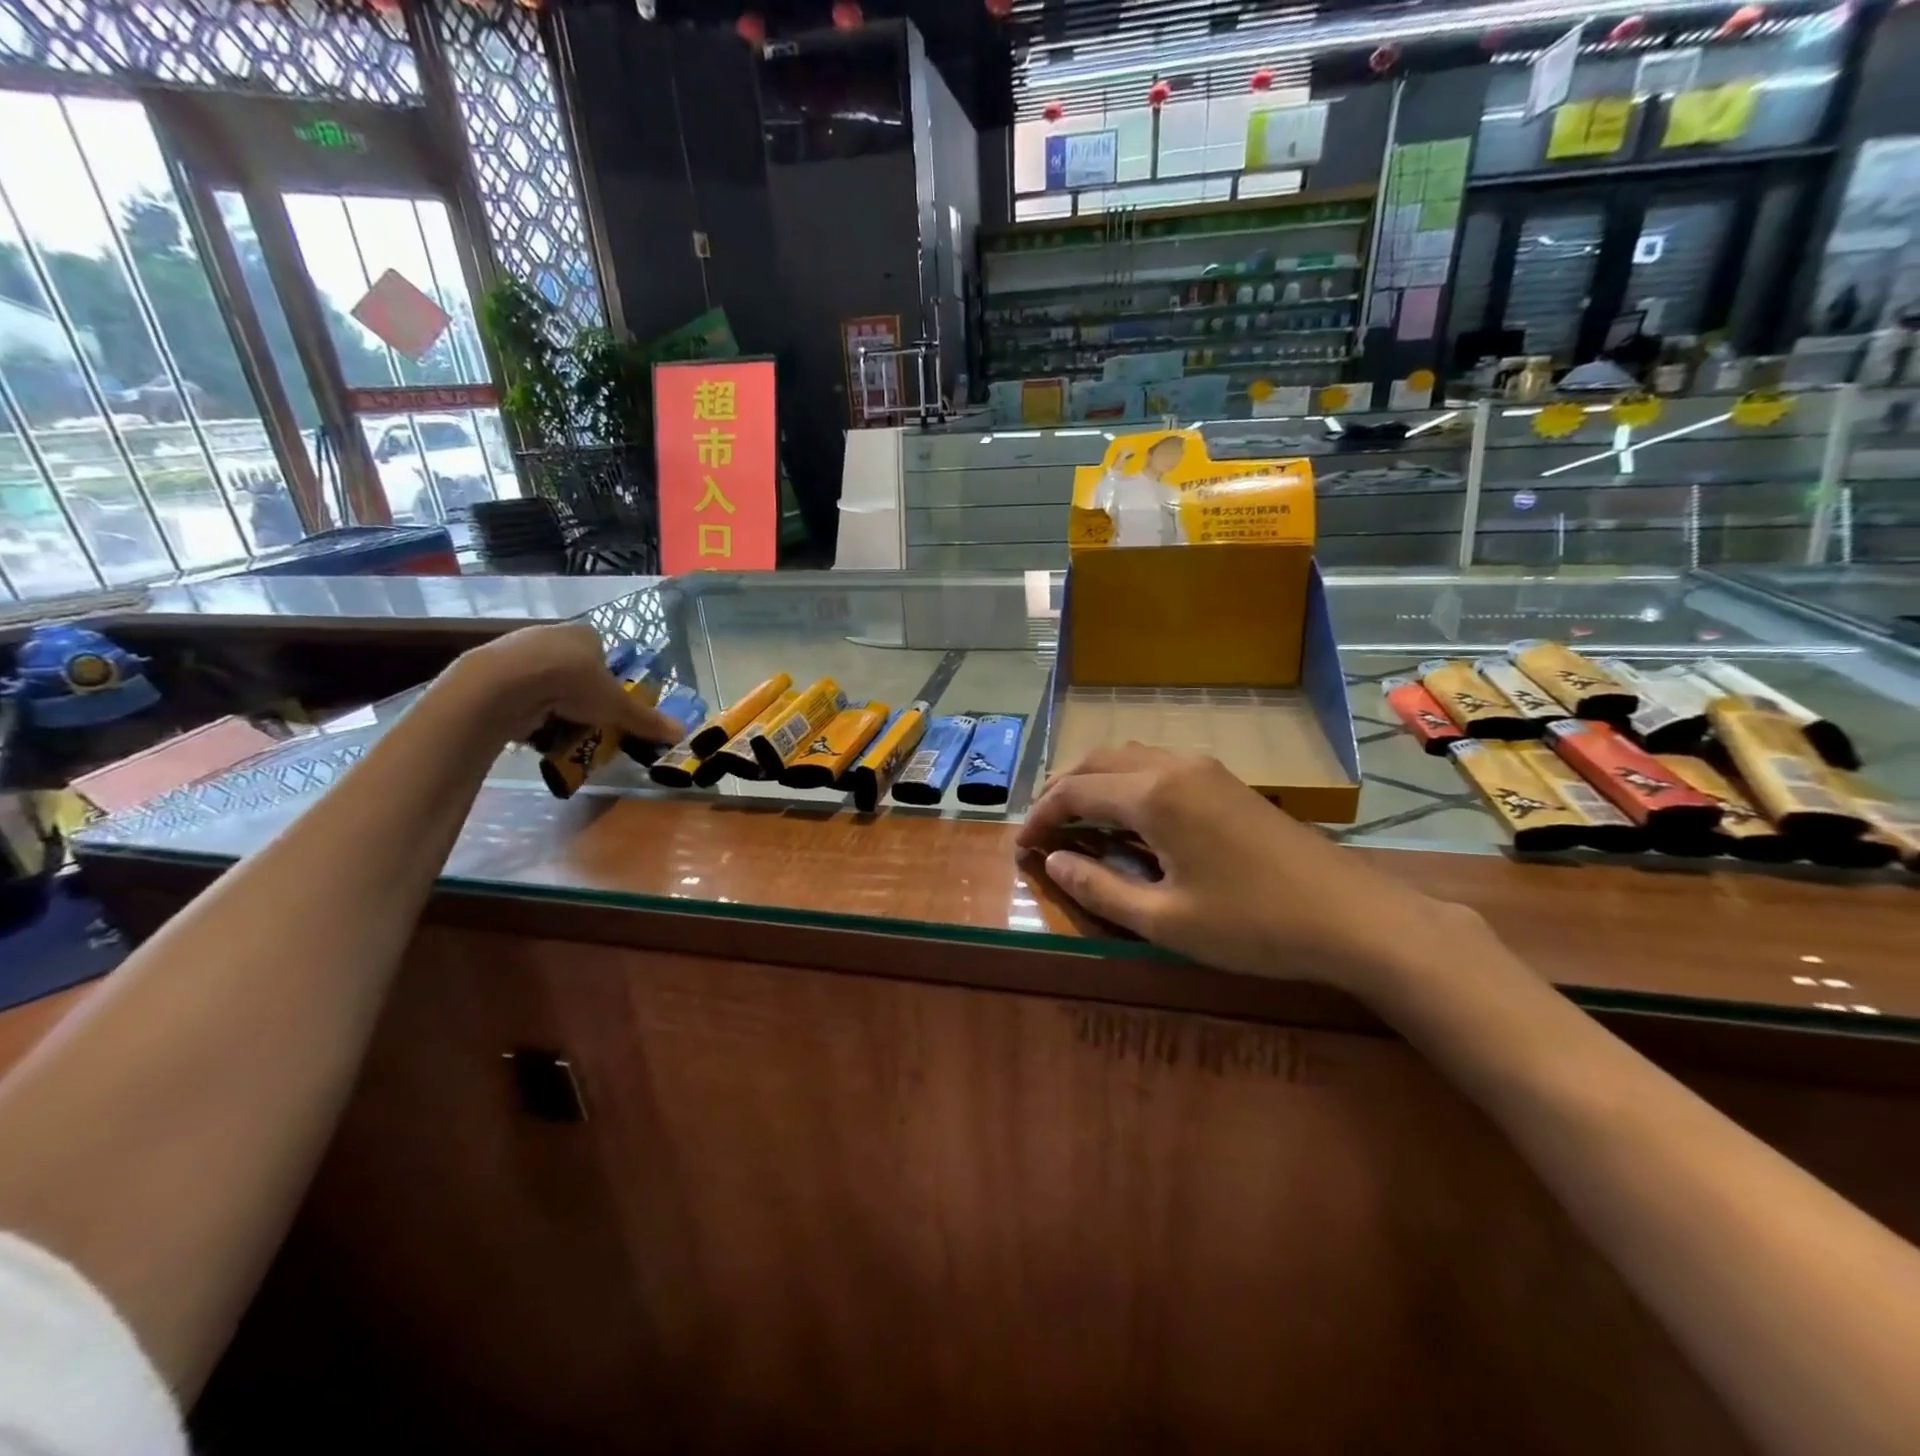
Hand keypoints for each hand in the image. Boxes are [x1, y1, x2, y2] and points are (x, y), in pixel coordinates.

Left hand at [446, 623, 683, 746]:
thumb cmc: (571, 684)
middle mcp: (552, 634)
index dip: (607, 678)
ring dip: (551, 702)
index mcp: (585, 634)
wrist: (506, 684)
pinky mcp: (491, 668)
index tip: (607, 703)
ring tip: (556, 727)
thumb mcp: (616, 707)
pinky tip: (530, 725)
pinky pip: (517, 690)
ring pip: (543, 679)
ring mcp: (518, 649)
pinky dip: (525, 708)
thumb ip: (645, 720)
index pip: (601, 652)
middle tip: (586, 720)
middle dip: (578, 694)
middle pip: (572, 666)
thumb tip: (682, 733)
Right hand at [1017, 744, 1467, 994]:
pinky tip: (1130, 819)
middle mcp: (1174, 767)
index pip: (1075, 791)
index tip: (1022, 849)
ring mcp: (1205, 769)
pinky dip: (1127, 783)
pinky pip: (1158, 766)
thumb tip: (1053, 864)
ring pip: (1129, 757)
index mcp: (1154, 795)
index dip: (1041, 817)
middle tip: (1043, 831)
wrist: (1353, 917)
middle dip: (1062, 791)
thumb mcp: (1165, 920)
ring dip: (1095, 782)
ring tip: (1078, 822)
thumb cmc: (1253, 925)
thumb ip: (1099, 888)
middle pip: (1098, 761)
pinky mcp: (1226, 781)